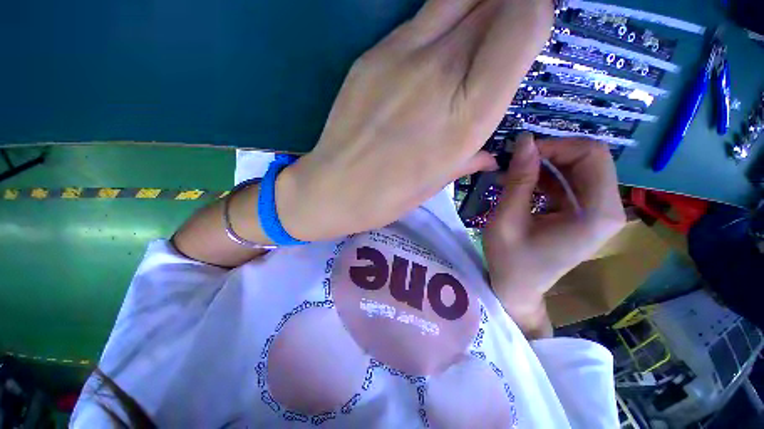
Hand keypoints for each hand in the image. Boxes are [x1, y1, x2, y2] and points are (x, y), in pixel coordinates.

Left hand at [276, 0, 554, 240]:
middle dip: (508, 7)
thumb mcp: (440, 180)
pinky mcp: (372, 53)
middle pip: (495, 0)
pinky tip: (427, 57)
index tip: (528, 30)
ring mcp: (402, 55)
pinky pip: (419, 20)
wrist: (335, 187)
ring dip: (474, 7)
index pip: (525, 21)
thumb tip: (490, 150)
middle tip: (500, 34)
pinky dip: (437, 25)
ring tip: (466, 40)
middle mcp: (441, 71)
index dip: (535, 12)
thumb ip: (472, 154)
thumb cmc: (390, 194)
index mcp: (468, 114)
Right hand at [482, 134, 625, 337]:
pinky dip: (545, 178)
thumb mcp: (507, 219)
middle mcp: (607, 210)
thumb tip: (524, 141)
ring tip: (511, 171)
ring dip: (545, 165)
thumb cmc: (509, 260)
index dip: (556, 147)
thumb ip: (518, 180)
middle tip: (515, 159)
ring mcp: (596, 212)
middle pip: (589, 159)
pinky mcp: (583, 214)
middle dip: (550, 154)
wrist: (517, 288)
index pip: (593, 156)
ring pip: (578, 169)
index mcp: (596, 214)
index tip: (522, 152)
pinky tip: (520, 182)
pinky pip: (569, 183)